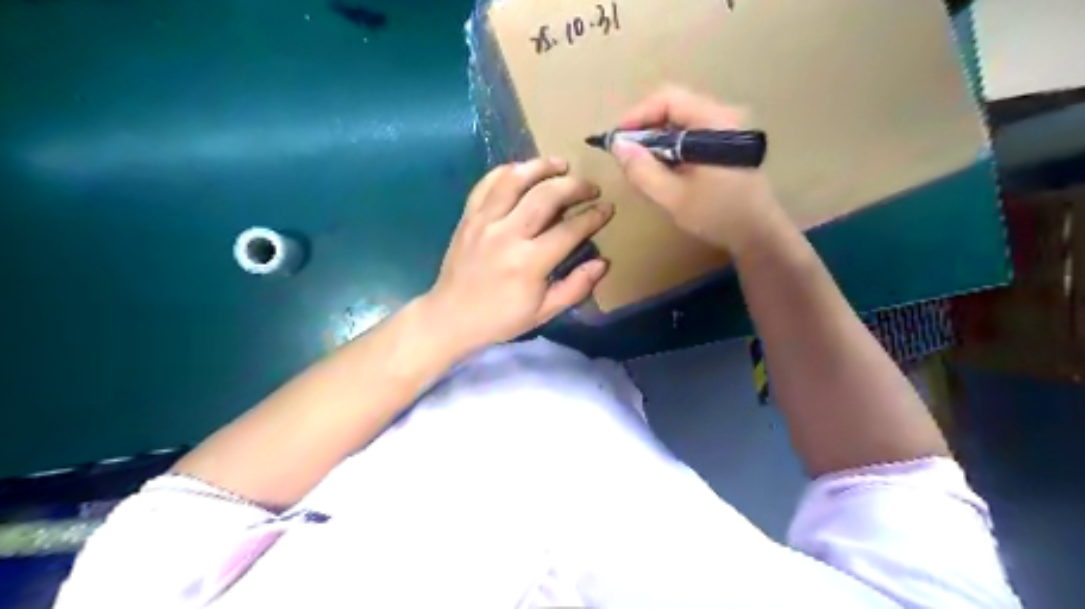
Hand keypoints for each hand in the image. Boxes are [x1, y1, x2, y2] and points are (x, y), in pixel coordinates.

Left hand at [422, 157, 607, 350]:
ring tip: (561, 165)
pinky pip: (487, 183)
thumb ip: (575, 287)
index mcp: (528, 263)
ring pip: (515, 180)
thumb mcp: (544, 313)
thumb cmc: (501, 319)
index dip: (593, 217)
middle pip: (546, 196)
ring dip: (541, 166)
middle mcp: (507, 235)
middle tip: (591, 187)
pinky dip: (507, 171)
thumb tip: (602, 262)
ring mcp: (484, 222)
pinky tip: (523, 170)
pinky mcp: (468, 217)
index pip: (569, 230)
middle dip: (574, 186)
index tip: (607, 208)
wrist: (451, 317)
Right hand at [614, 83, 785, 251]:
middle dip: (644, 128)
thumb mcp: (673, 197)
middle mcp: (722, 117)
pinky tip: (662, 170)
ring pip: (681, 121)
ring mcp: (726, 130)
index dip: (637, 115)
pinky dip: (671, 147)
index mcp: (713, 123)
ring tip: (641, 165)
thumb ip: (643, 171)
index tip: (617, 140)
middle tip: (626, 155)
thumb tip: (617, 146)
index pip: (668, 99)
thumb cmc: (718, 215)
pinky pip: (691, 134)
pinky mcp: (726, 144)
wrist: (759, 234)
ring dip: (656, 139)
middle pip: (674, 107)